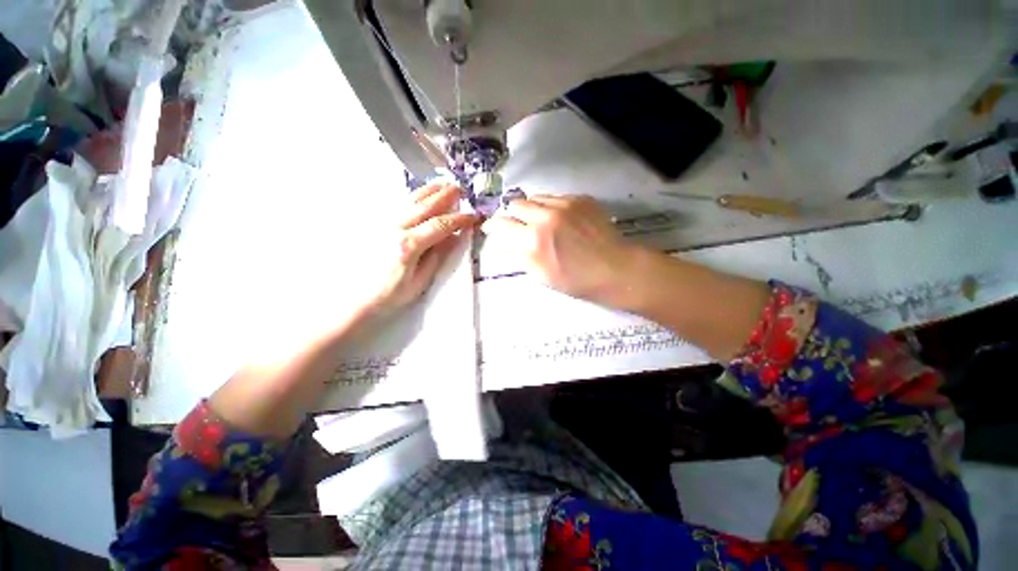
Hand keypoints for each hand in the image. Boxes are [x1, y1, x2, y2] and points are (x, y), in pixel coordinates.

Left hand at [361, 182, 477, 316]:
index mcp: (408, 244)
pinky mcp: (376, 223)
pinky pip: (398, 204)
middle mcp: (395, 228)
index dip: (459, 219)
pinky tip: (421, 195)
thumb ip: (437, 257)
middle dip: (446, 195)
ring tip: (444, 184)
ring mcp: (383, 223)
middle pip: (425, 205)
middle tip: (461, 190)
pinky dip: (413, 196)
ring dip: (430, 190)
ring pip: (410, 199)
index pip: (440, 225)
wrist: (354, 297)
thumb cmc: (389, 294)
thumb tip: (453, 238)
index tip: (473, 216)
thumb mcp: (419, 281)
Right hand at [481, 195, 641, 305]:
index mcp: (534, 241)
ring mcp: (564, 204)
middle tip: (516, 225)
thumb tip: (503, 244)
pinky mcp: (580, 198)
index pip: (501, 225)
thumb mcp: (542, 276)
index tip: (491, 229)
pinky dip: (549, 206)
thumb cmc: (577, 280)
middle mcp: (546, 217)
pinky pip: (554, 196)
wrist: (616, 268)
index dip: (492, 226)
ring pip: (534, 197)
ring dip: (530, 208)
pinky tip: (558, 219)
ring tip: (537, 220)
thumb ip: (519, 257)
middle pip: (515, 204)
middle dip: (511, 215)